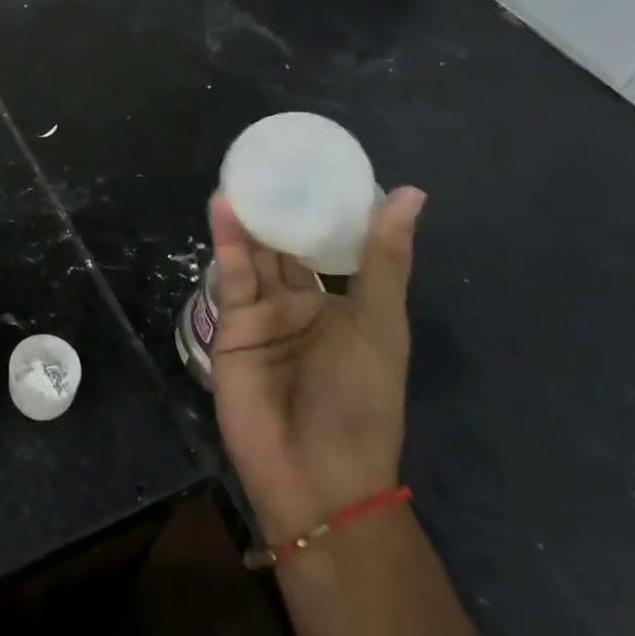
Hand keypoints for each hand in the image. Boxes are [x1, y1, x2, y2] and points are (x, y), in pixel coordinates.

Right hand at [208, 186, 425, 543]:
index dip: (322, 208)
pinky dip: (227, 242)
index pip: (329, 246)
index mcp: (340, 305)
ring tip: (242, 174)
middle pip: (285, 245)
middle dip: (277, 207)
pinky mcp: (231, 326)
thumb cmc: (361, 401)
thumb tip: (411, 192)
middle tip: (267, 160)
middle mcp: (299, 304)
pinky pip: (231, 277)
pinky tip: (223, 208)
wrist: (316, 475)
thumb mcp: (380, 326)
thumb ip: (384, 260)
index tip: (315, 165)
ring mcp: (263, 315)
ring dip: (249, 218)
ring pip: (255, 255)